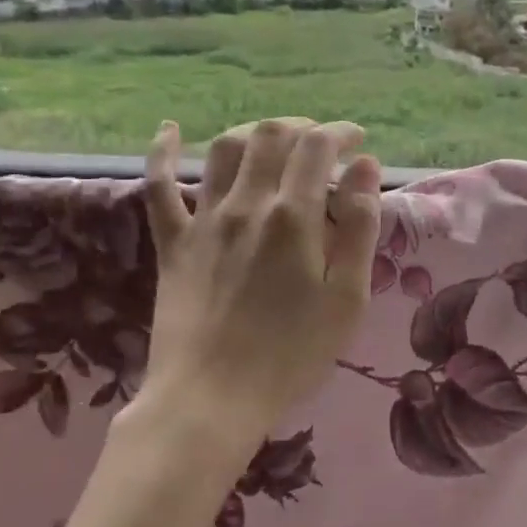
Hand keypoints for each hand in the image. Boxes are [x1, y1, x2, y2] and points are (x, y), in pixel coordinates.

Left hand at [122, 117, 382, 467]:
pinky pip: (159, 187)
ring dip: (253, 132)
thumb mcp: (347, 297)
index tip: (359, 142)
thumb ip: (360, 228)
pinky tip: (170, 131)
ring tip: (274, 140)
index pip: (317, 148)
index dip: (341, 134)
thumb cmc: (293, 354)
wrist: (212, 398)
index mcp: (293, 217)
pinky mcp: (172, 243)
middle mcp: (246, 205)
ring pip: (224, 150)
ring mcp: (203, 221)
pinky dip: (163, 153)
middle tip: (323, 143)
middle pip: (270, 136)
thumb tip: (366, 168)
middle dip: (302, 128)